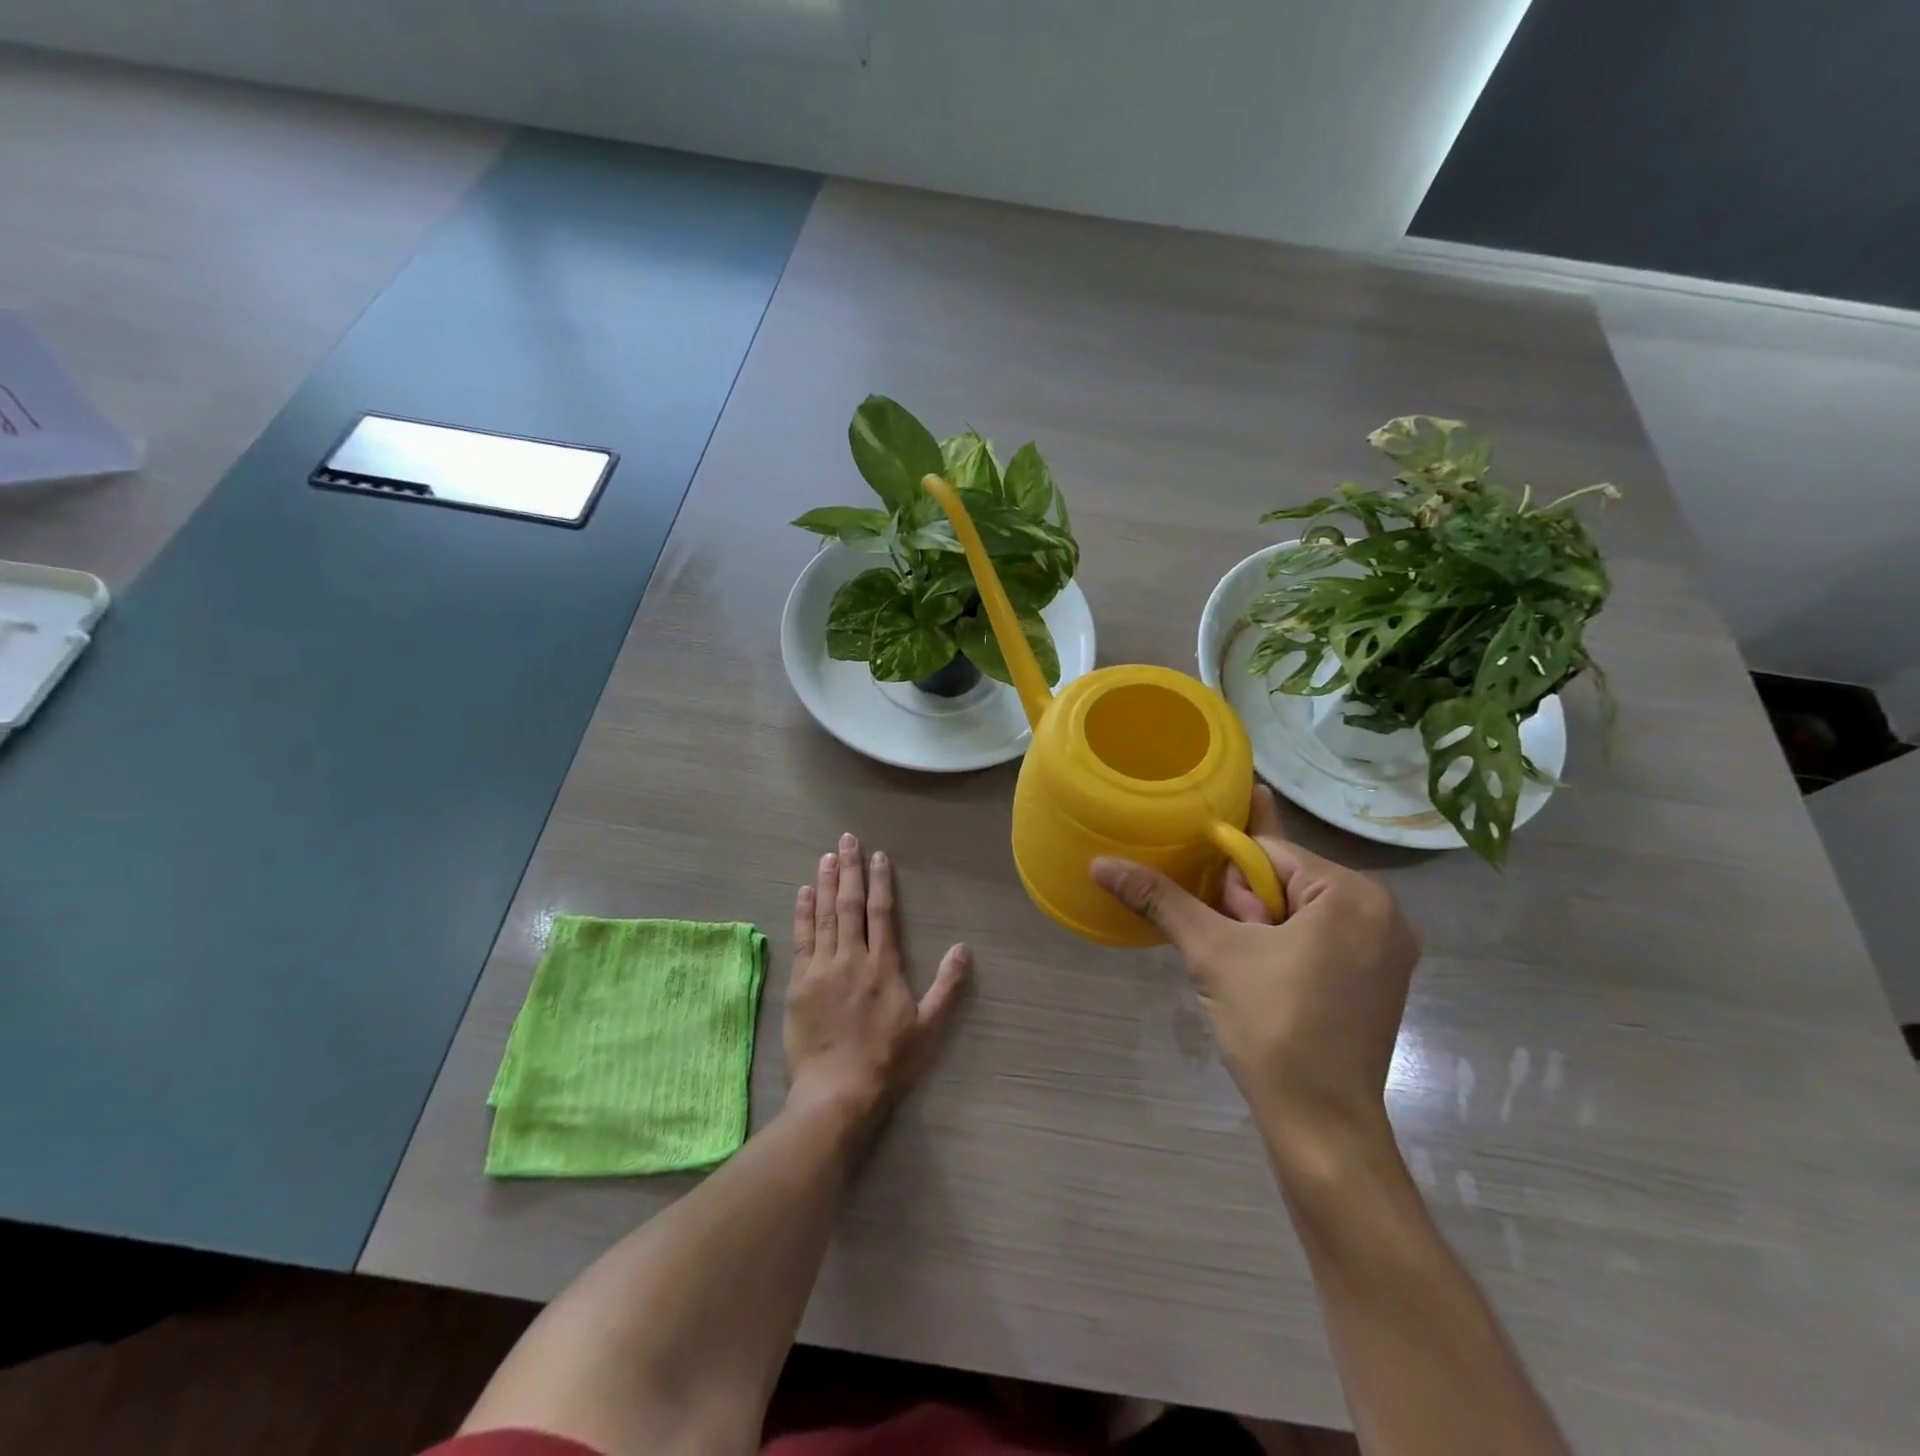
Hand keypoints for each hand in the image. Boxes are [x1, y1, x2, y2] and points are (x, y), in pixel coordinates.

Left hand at [785, 832, 969, 1131]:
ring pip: (823, 915)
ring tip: (826, 857)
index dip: (880, 882)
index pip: (881, 912)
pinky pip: (801, 939)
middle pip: (849, 905)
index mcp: (883, 965)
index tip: (878, 856)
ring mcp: (822, 968)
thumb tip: (965, 948)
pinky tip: (802, 893)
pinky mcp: (800, 983)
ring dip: (824, 883)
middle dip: (849, 869)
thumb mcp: (928, 1027)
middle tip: (846, 839)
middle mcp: (851, 957)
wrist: (837, 1092)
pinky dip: (802, 913)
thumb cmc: (888, 1061)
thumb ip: (947, 986)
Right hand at [1092, 787, 1418, 1150]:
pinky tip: (1270, 982)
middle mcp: (1383, 911)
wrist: (1321, 1126)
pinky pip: (1321, 937)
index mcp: (1354, 893)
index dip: (1231, 885)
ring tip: (1252, 976)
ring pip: (1300, 910)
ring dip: (1264, 930)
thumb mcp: (1210, 952)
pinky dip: (1288, 947)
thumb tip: (1101, 863)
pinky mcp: (1380, 979)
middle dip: (1249, 910)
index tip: (1224, 928)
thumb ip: (1159, 898)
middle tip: (1240, 958)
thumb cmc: (1272, 1027)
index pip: (1268, 852)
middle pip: (1286, 879)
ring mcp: (1387, 948)